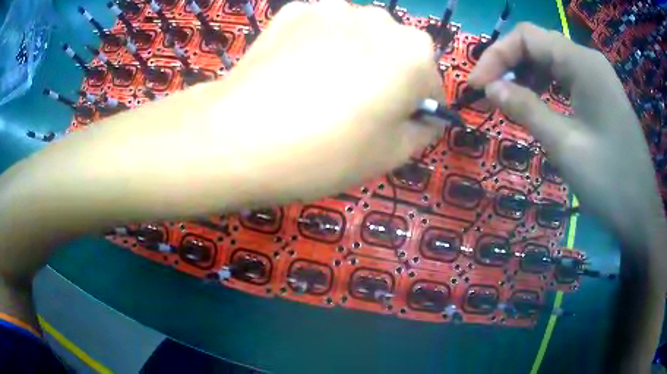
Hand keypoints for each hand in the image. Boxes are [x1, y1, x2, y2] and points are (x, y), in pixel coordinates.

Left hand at [212, 0, 443, 202]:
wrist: (240, 136)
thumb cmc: (326, 152)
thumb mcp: (391, 155)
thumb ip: (422, 131)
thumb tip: (425, 117)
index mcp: (415, 53)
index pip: (431, 85)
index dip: (415, 109)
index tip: (394, 127)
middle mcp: (381, 19)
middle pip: (397, 54)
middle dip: (387, 78)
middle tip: (355, 110)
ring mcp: (333, 8)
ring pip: (359, 36)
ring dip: (354, 56)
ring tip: (321, 88)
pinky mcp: (295, 10)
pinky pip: (321, 28)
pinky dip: (318, 45)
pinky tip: (296, 70)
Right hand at [468, 22, 665, 373]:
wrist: (642, 215)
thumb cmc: (610, 183)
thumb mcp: (565, 146)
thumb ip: (526, 109)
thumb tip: (490, 88)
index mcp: (582, 63)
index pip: (527, 37)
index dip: (496, 55)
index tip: (476, 86)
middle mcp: (589, 61)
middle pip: (539, 44)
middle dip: (509, 63)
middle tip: (488, 94)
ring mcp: (598, 78)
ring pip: (552, 61)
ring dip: (526, 74)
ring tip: (508, 100)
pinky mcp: (602, 96)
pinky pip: (566, 79)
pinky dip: (546, 86)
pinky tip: (538, 105)